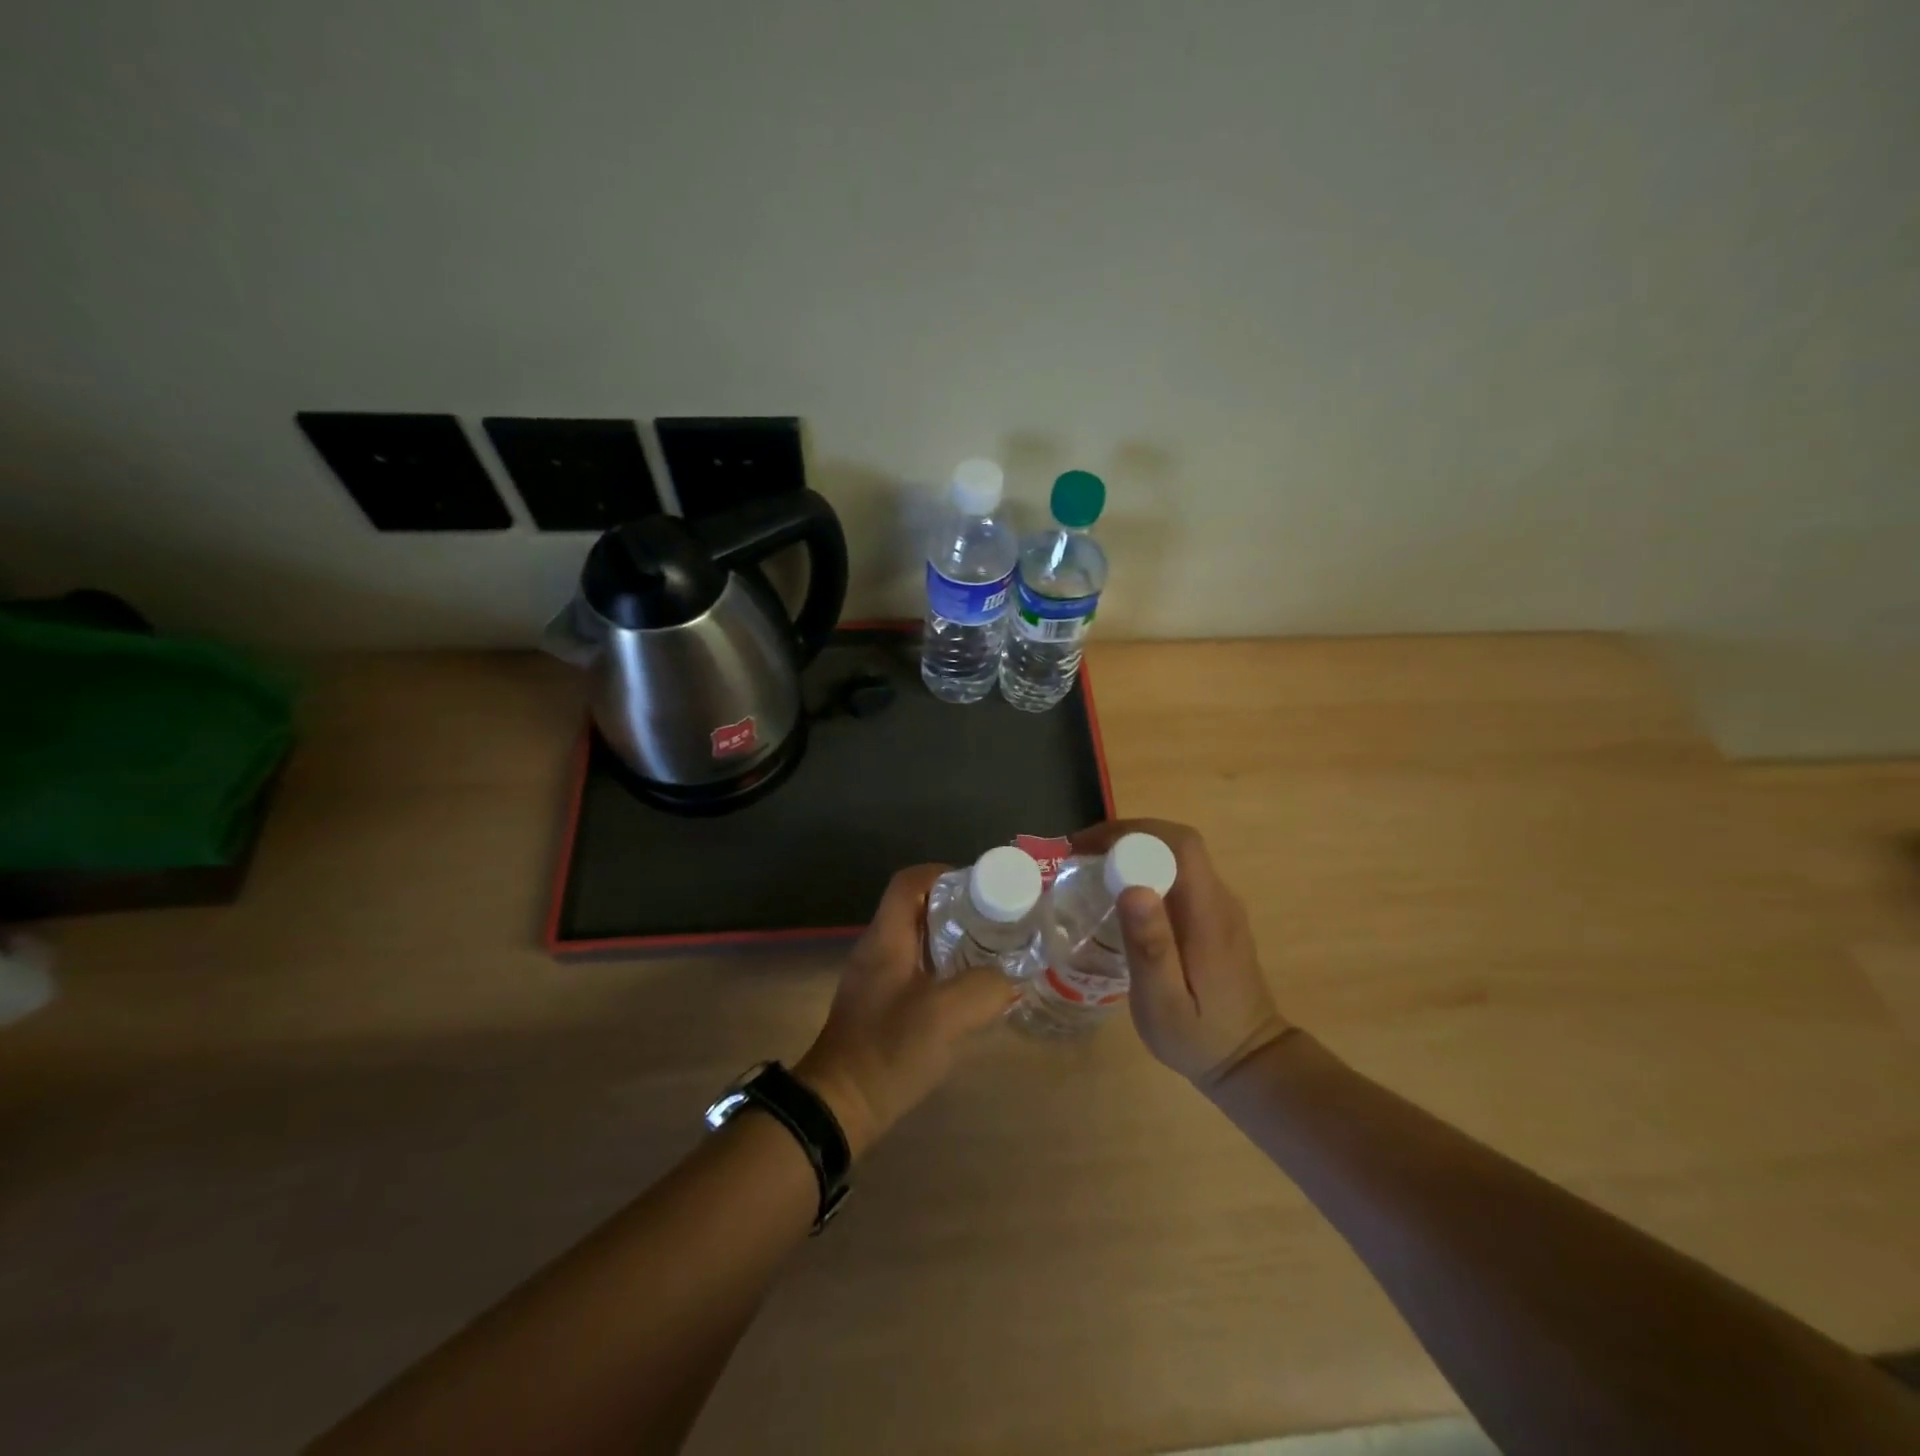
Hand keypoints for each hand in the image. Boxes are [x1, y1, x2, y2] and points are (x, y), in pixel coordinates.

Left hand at [795, 865, 1018, 1156]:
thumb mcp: (943, 1016)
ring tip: (992, 951)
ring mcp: (877, 979)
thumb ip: (983, 989)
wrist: (839, 1106)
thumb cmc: (886, 1050)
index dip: (943, 873)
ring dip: (953, 940)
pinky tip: (970, 991)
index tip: (981, 887)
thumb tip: (1010, 979)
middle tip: (996, 920)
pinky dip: (945, 969)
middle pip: (917, 908)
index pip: (909, 882)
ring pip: (918, 941)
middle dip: (957, 908)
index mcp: (886, 938)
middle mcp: (878, 949)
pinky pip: (917, 970)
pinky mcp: (881, 1005)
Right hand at [1072, 819, 1292, 1087]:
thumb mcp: (1164, 1003)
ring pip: (1177, 856)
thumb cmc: (1200, 1037)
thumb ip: (1151, 947)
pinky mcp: (1215, 916)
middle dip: (1126, 837)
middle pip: (1177, 843)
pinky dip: (1146, 869)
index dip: (1132, 833)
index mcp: (1208, 914)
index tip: (1087, 847)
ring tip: (1091, 867)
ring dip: (1134, 850)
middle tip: (1080, 854)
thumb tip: (1132, 888)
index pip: (1179, 845)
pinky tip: (1119, 892)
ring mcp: (1221, 906)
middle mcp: (1220, 900)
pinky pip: (1179, 876)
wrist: (1250, 1061)